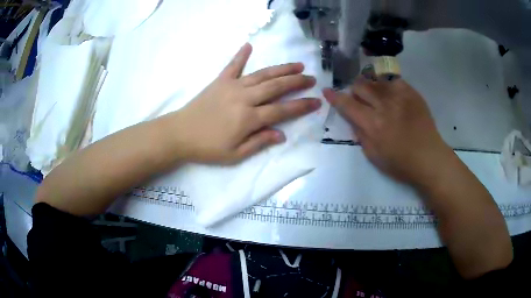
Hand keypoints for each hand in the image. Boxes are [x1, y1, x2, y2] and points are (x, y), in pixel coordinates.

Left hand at [171, 43, 320, 163]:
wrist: (180, 134)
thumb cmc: (207, 148)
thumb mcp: (235, 154)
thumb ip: (259, 142)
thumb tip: (282, 135)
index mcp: (250, 118)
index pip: (282, 110)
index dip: (301, 106)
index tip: (317, 102)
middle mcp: (245, 98)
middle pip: (276, 87)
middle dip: (297, 82)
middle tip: (312, 79)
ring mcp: (232, 86)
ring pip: (262, 74)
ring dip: (281, 69)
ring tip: (297, 65)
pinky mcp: (220, 81)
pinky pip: (233, 65)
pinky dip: (241, 55)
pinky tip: (248, 45)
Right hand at [324, 77, 451, 183]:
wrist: (429, 157)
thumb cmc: (400, 163)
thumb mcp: (373, 156)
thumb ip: (360, 134)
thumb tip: (353, 117)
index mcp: (373, 125)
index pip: (347, 104)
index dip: (334, 96)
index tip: (327, 91)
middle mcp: (384, 106)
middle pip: (360, 85)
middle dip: (355, 91)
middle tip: (360, 100)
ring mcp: (399, 96)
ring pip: (375, 79)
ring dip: (370, 86)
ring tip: (376, 97)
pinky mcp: (411, 93)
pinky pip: (393, 80)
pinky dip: (387, 85)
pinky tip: (391, 95)